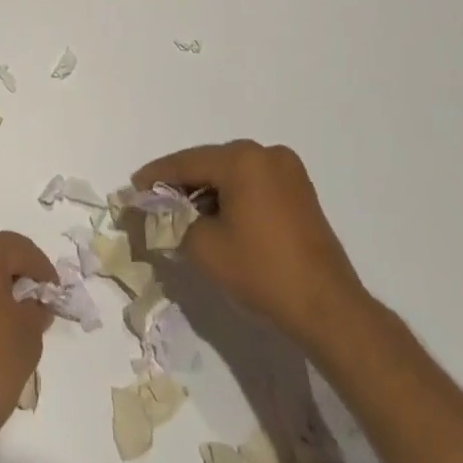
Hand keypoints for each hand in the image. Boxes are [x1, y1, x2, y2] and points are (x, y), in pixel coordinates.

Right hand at [133, 140, 370, 357]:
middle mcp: (265, 153)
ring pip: (232, 172)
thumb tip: (156, 212)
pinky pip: (253, 182)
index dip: (157, 175)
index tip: (134, 187)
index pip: (186, 162)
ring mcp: (287, 169)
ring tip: (185, 212)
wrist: (329, 309)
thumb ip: (173, 222)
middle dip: (183, 182)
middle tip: (157, 201)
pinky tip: (219, 217)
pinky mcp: (300, 190)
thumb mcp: (205, 248)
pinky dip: (233, 195)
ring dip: (208, 190)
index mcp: (241, 158)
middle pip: (210, 163)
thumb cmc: (263, 273)